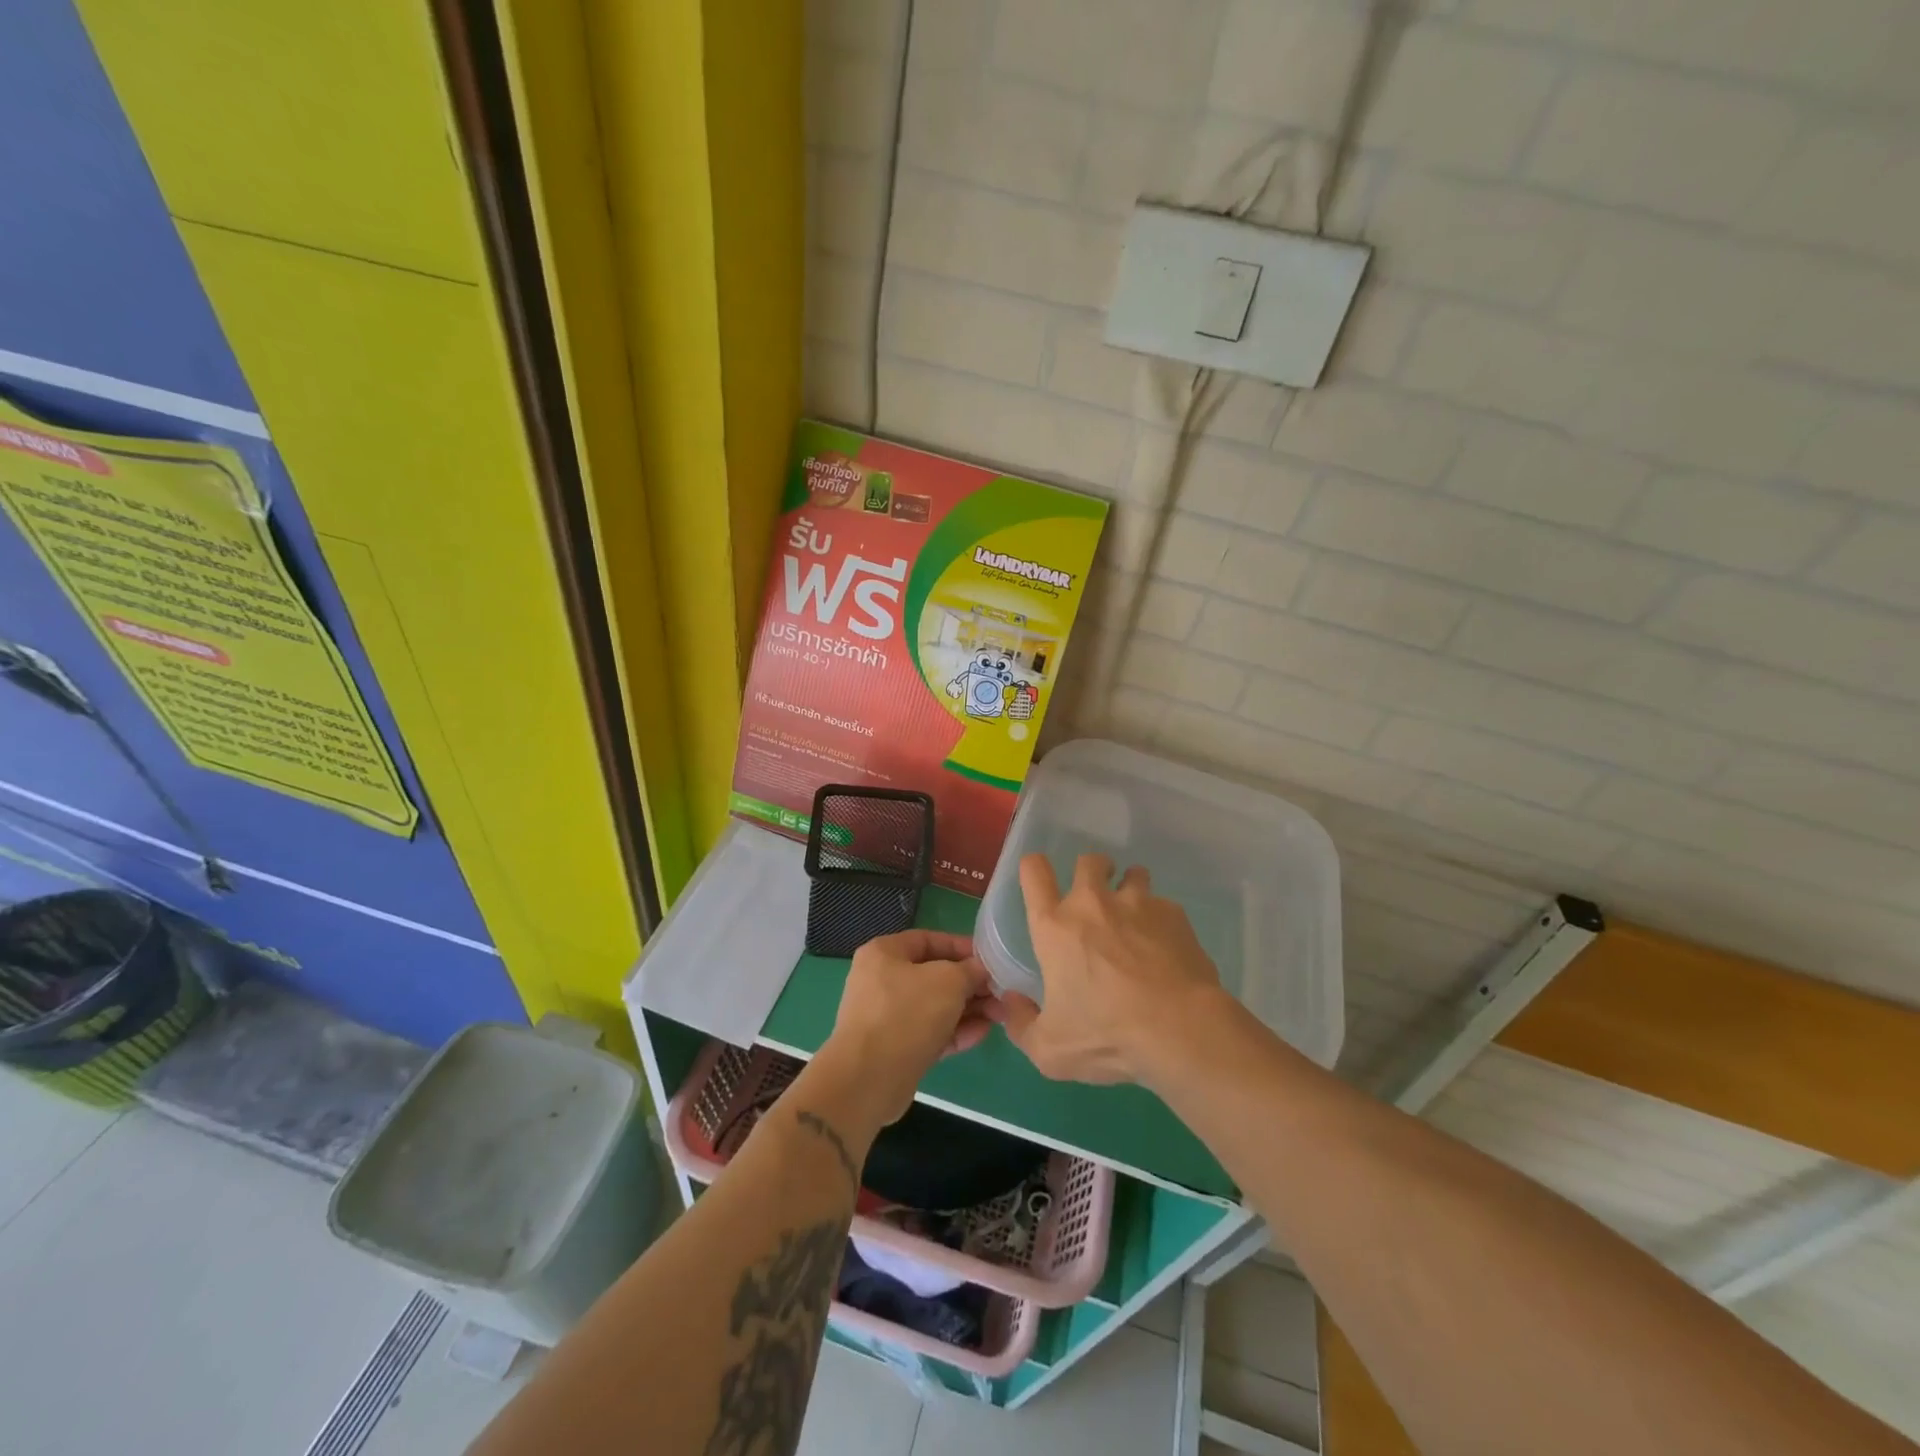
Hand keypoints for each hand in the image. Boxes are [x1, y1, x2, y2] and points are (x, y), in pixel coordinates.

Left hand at [818, 929, 995, 1126]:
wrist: (868, 1079)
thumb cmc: (907, 1014)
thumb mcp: (948, 981)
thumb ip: (969, 970)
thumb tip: (980, 970)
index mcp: (884, 954)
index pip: (928, 940)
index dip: (961, 947)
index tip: (990, 958)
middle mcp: (881, 981)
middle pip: (933, 975)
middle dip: (969, 984)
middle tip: (1000, 992)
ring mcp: (887, 1017)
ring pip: (934, 1007)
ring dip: (967, 1009)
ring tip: (999, 1015)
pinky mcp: (895, 1049)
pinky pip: (929, 1033)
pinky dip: (954, 1032)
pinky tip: (982, 1034)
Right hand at [996, 852, 1230, 1086]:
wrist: (1179, 1030)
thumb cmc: (1106, 1036)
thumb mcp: (1050, 1050)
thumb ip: (1022, 1025)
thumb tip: (1011, 1002)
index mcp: (1055, 926)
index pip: (1034, 872)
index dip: (1034, 869)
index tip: (1041, 880)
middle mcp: (1093, 903)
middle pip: (1088, 861)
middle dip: (1092, 871)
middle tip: (1098, 900)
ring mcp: (1137, 903)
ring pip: (1132, 874)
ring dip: (1130, 890)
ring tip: (1137, 921)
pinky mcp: (1174, 914)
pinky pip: (1164, 906)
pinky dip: (1162, 921)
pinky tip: (1168, 951)